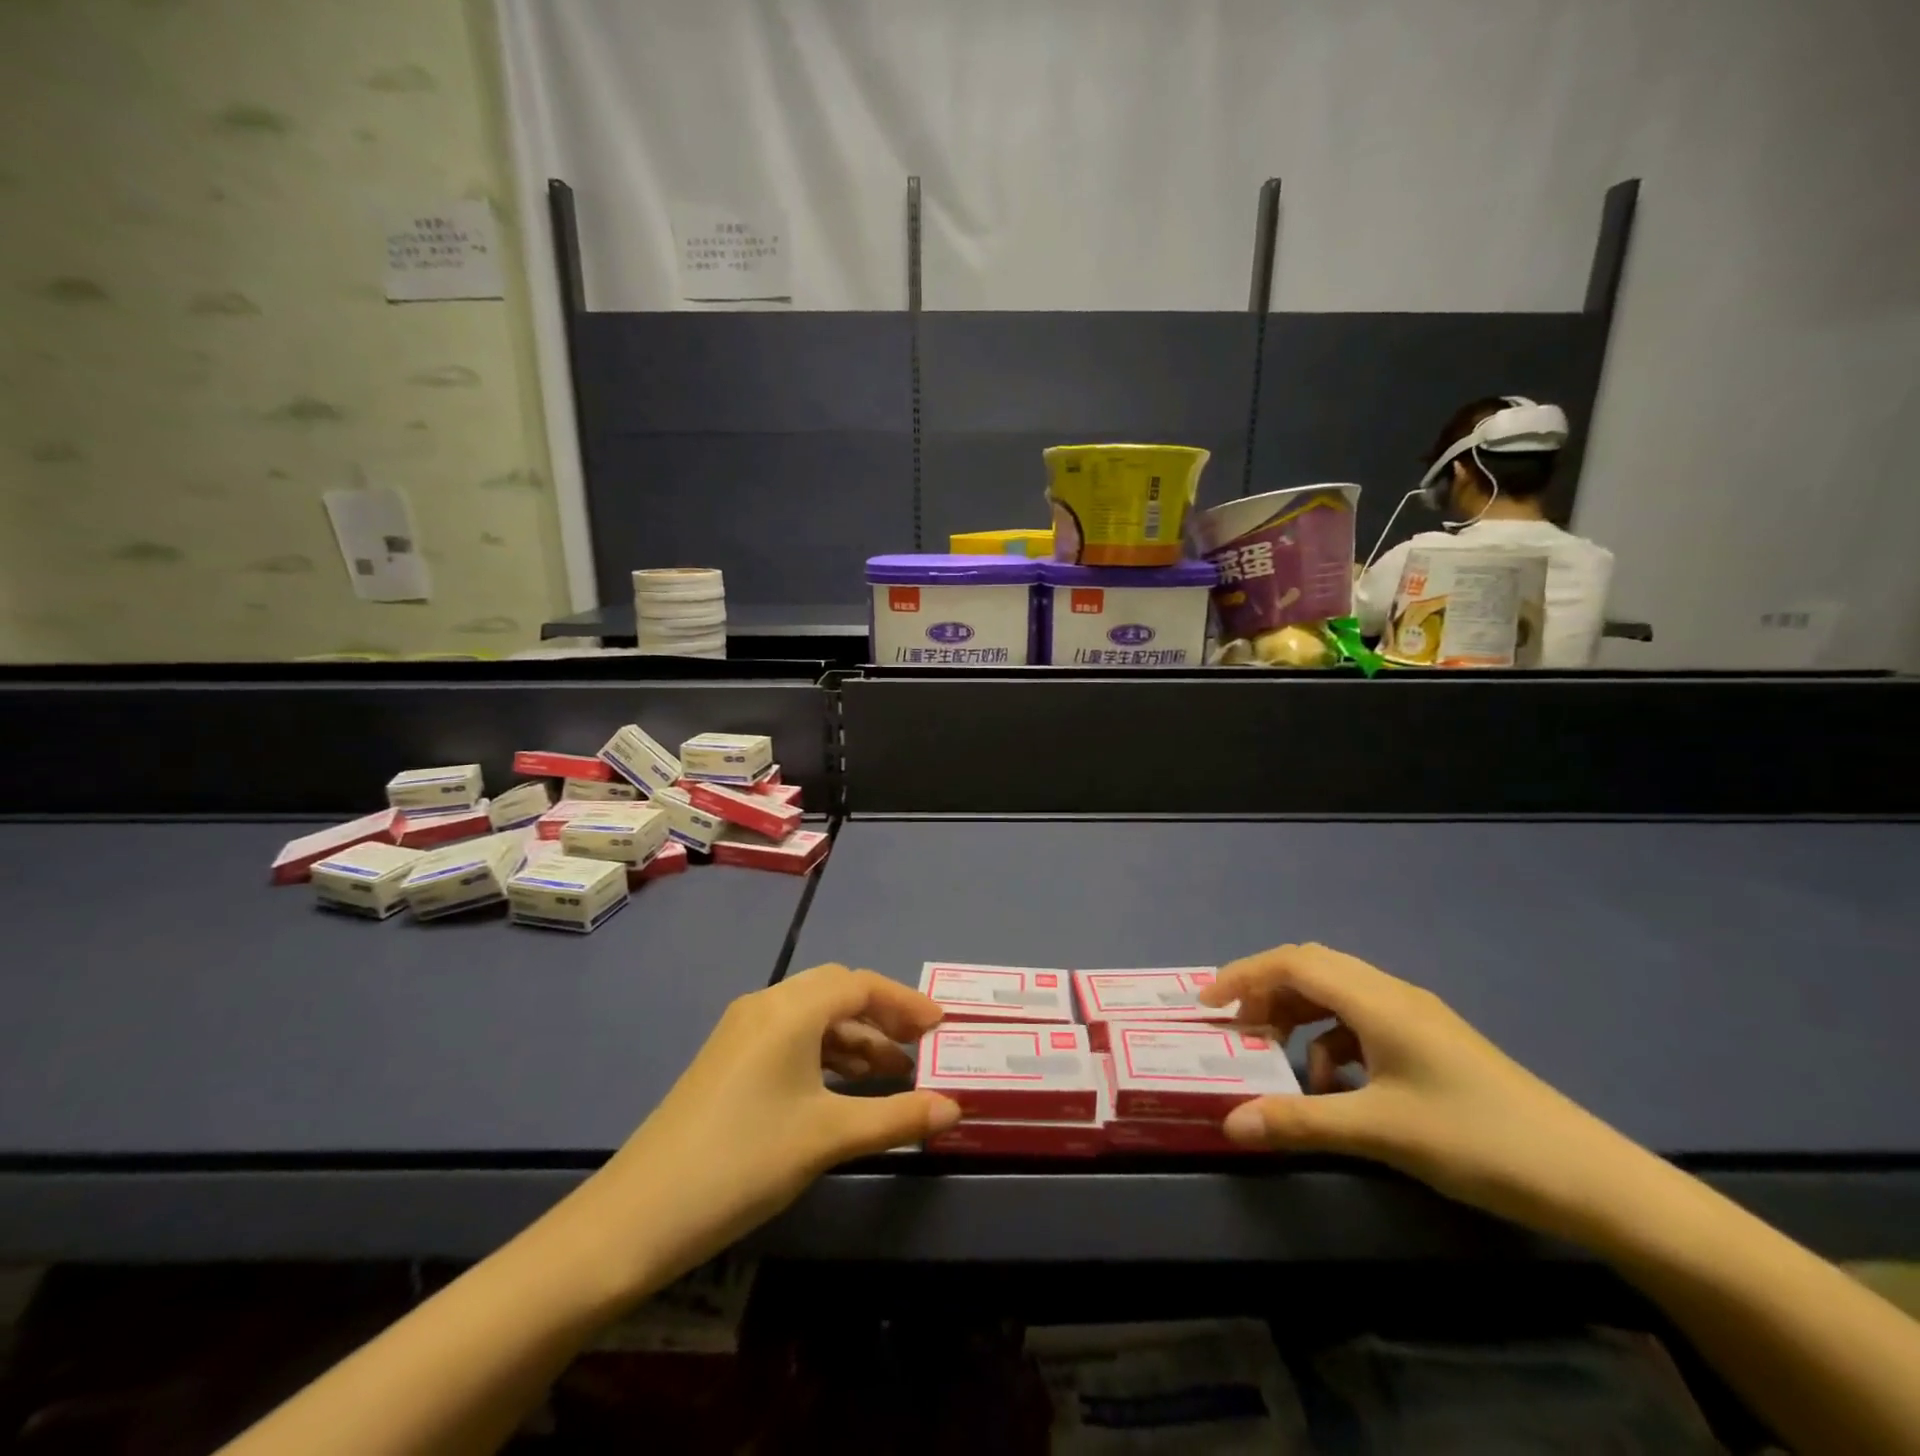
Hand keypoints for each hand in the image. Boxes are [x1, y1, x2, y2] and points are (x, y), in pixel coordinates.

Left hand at [576, 964, 958, 1289]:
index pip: (860, 985)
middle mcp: (766, 1006)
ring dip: (855, 1037)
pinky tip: (843, 1088)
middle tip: (920, 1047)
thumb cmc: (744, 1161)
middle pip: (837, 992)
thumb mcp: (827, 1138)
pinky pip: (790, 1038)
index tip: (940, 1027)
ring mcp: (741, 1032)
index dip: (905, 1002)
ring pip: (813, 1016)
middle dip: (882, 1015)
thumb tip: (955, 1109)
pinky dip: (825, 1053)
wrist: (638, 1215)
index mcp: (790, 1010)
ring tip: (891, 1074)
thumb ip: (897, 1117)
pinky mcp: (728, 1059)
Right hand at [1200, 943, 1640, 1236]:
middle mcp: (1392, 994)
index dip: (1244, 975)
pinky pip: (1362, 1023)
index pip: (1293, 962)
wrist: (1591, 1178)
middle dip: (1266, 992)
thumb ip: (1299, 1121)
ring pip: (1336, 995)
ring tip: (1276, 1056)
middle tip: (1236, 1029)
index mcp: (1378, 1000)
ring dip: (1297, 1016)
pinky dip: (1332, 1042)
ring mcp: (1415, 1017)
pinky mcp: (1430, 1043)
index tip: (1207, 1004)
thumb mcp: (1379, 1131)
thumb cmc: (1477, 1140)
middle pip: (1312, 969)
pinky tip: (1335, 1086)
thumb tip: (1230, 1124)